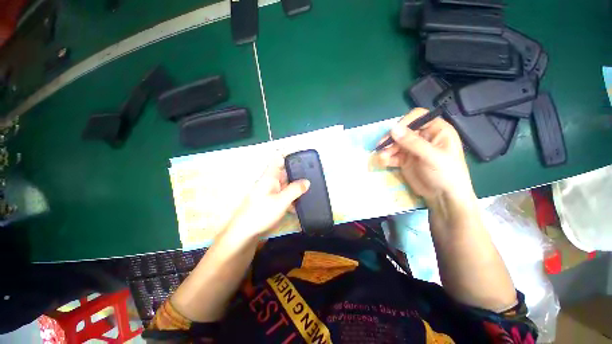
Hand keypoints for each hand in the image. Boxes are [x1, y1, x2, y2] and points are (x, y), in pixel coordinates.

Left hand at [222, 155, 309, 240]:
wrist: (245, 234)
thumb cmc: (261, 213)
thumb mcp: (281, 201)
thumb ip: (295, 190)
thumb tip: (307, 181)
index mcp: (270, 176)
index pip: (278, 158)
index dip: (289, 152)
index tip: (302, 153)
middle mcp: (271, 181)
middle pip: (285, 171)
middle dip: (298, 171)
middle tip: (313, 172)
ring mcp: (271, 192)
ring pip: (286, 184)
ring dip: (296, 186)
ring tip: (311, 186)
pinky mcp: (272, 201)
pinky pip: (285, 195)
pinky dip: (293, 197)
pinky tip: (302, 202)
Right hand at [377, 108, 474, 202]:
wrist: (444, 197)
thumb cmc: (446, 174)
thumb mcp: (432, 156)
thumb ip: (412, 142)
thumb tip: (393, 129)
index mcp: (436, 130)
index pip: (418, 117)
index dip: (405, 122)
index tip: (393, 132)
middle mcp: (423, 137)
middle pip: (403, 131)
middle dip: (391, 139)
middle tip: (381, 146)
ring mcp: (413, 149)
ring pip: (395, 143)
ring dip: (387, 149)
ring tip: (382, 157)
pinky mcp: (405, 159)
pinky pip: (393, 155)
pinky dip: (387, 158)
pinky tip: (383, 162)